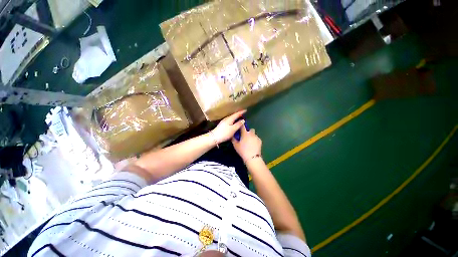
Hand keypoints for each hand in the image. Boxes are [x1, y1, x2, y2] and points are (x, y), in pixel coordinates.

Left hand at [211, 110, 245, 143]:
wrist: (214, 137)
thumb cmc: (225, 133)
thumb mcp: (233, 129)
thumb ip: (238, 124)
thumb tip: (243, 120)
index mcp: (230, 119)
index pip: (236, 114)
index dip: (241, 112)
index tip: (246, 110)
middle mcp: (226, 119)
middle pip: (233, 115)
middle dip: (238, 114)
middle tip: (243, 114)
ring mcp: (224, 122)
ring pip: (231, 118)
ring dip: (236, 117)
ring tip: (240, 118)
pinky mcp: (222, 125)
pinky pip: (230, 120)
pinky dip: (233, 120)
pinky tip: (234, 123)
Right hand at [232, 126, 261, 162]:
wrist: (252, 157)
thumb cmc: (243, 151)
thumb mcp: (236, 145)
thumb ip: (233, 139)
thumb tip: (232, 135)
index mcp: (245, 134)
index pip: (243, 126)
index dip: (241, 125)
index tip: (240, 126)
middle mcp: (251, 134)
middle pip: (251, 129)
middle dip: (248, 131)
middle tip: (245, 136)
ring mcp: (256, 137)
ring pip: (254, 134)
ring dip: (252, 136)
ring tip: (250, 142)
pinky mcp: (260, 141)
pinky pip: (257, 138)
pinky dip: (255, 140)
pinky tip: (253, 145)